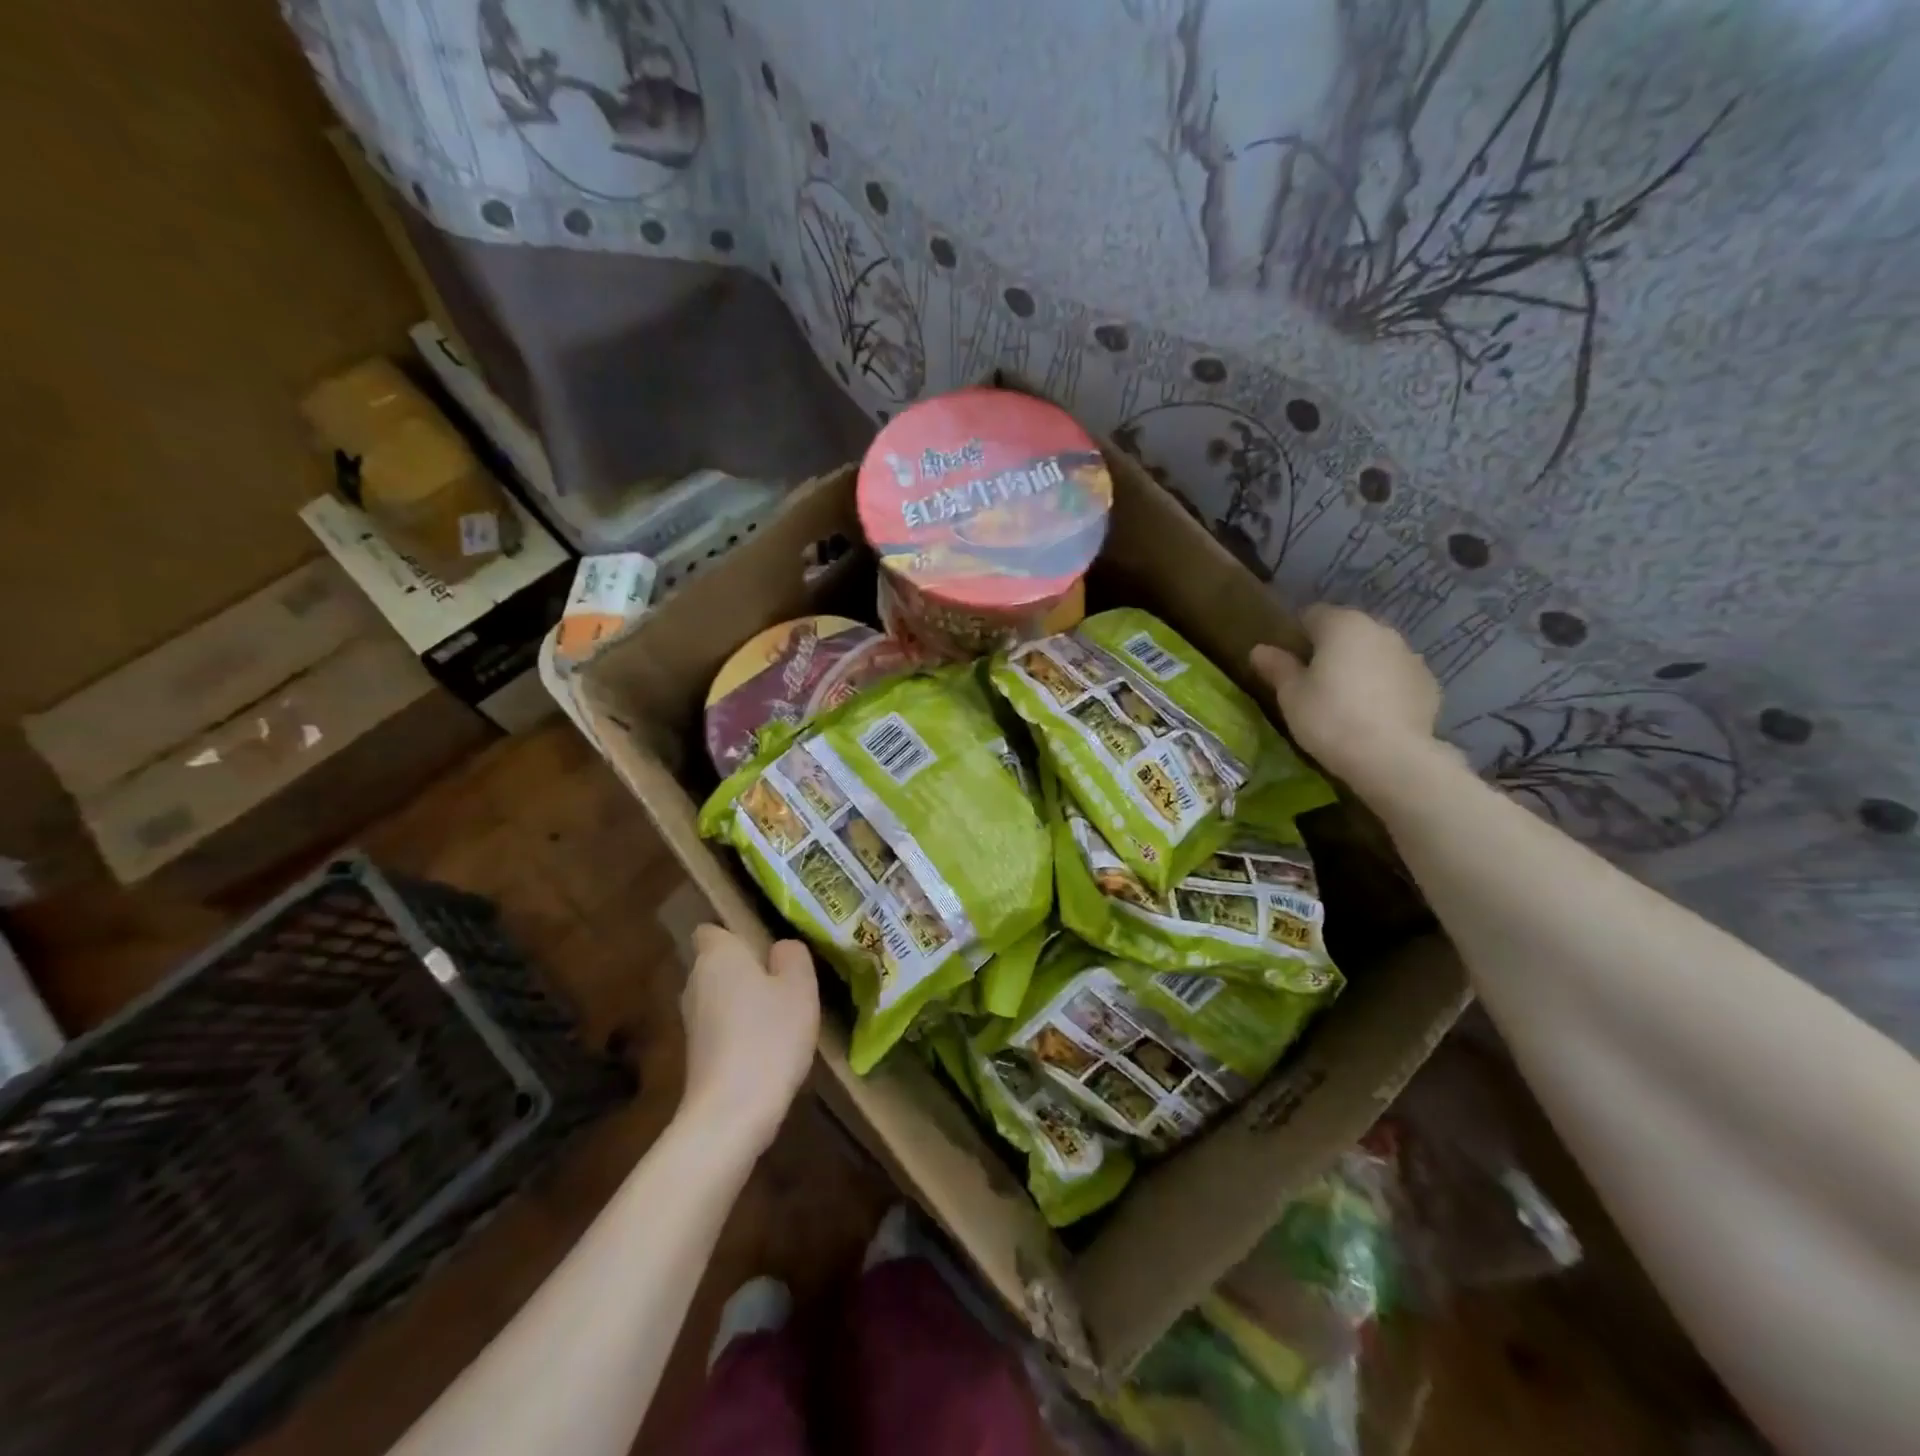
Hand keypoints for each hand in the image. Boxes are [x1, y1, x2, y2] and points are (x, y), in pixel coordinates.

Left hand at [680, 926, 819, 1151]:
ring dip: (745, 1000)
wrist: (732, 1111)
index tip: (766, 945)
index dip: (736, 933)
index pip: (712, 929)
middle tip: (786, 978)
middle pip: (718, 963)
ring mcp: (691, 1021)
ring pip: (720, 996)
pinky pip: (721, 1026)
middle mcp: (695, 981)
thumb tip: (780, 949)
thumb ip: (792, 956)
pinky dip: (740, 1029)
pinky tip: (769, 1045)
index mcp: (717, 955)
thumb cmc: (769, 1034)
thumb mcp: (800, 986)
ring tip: (782, 1013)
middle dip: (745, 968)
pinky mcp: (695, 1054)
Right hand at [1250, 604, 1449, 794]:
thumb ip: (1277, 667)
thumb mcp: (1291, 695)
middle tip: (1315, 682)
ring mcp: (1410, 655)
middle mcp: (1380, 630)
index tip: (1288, 661)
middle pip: (1347, 630)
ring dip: (1360, 666)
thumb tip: (1259, 649)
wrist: (1392, 756)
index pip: (1313, 614)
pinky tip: (1373, 714)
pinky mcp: (1429, 682)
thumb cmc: (1329, 718)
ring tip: (1346, 699)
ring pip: (1375, 652)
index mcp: (1342, 625)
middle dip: (1331, 648)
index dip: (1297, 635)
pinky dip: (1384, 686)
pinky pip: (1396, 676)